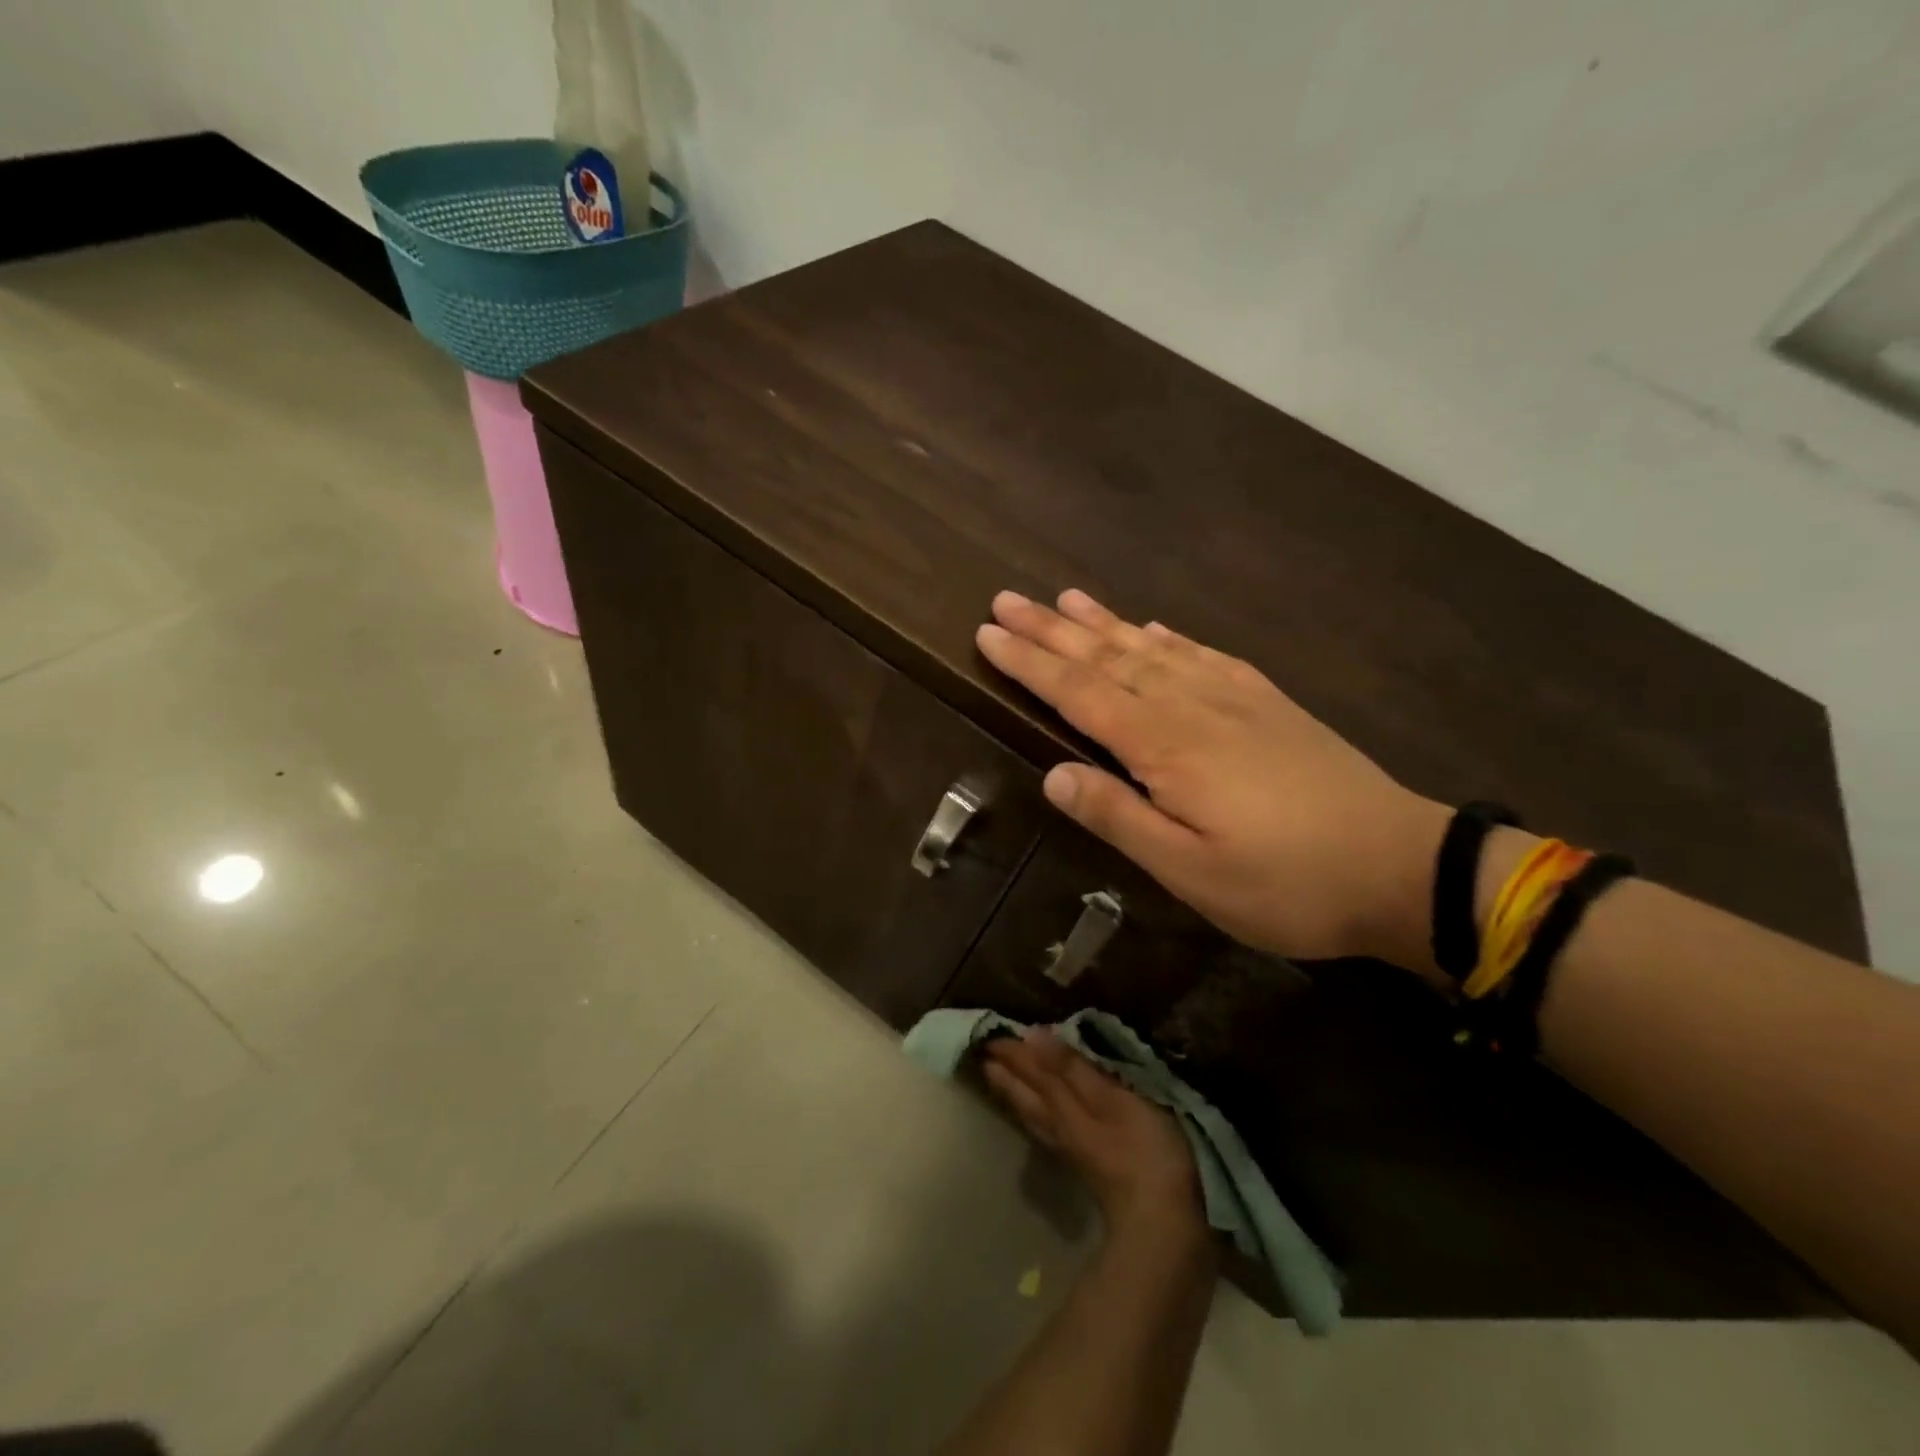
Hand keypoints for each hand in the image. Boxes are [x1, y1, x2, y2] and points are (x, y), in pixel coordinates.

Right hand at [976, 589, 1448, 975]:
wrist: (1400, 867)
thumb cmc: (1284, 882)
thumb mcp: (1190, 871)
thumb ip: (1118, 817)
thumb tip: (1052, 774)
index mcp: (1164, 745)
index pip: (1078, 693)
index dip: (1029, 663)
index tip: (988, 633)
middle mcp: (1191, 705)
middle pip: (1107, 657)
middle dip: (1051, 629)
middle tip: (1006, 600)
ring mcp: (1233, 697)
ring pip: (1150, 647)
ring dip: (1103, 622)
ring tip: (1066, 597)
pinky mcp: (1266, 702)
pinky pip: (1202, 655)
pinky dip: (1167, 637)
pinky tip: (1153, 627)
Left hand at [982, 1030, 1202, 1234]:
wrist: (1162, 1225)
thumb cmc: (1143, 1151)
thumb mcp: (1111, 1099)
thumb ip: (1072, 1069)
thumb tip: (1033, 1036)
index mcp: (1062, 1106)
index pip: (1032, 1071)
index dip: (1013, 1051)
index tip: (990, 1033)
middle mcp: (1058, 1126)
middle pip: (1026, 1094)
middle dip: (1006, 1071)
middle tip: (984, 1052)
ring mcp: (1070, 1148)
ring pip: (1032, 1113)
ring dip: (1014, 1092)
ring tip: (997, 1078)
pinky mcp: (1084, 1165)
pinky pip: (1045, 1128)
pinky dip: (1033, 1113)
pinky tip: (1037, 1116)